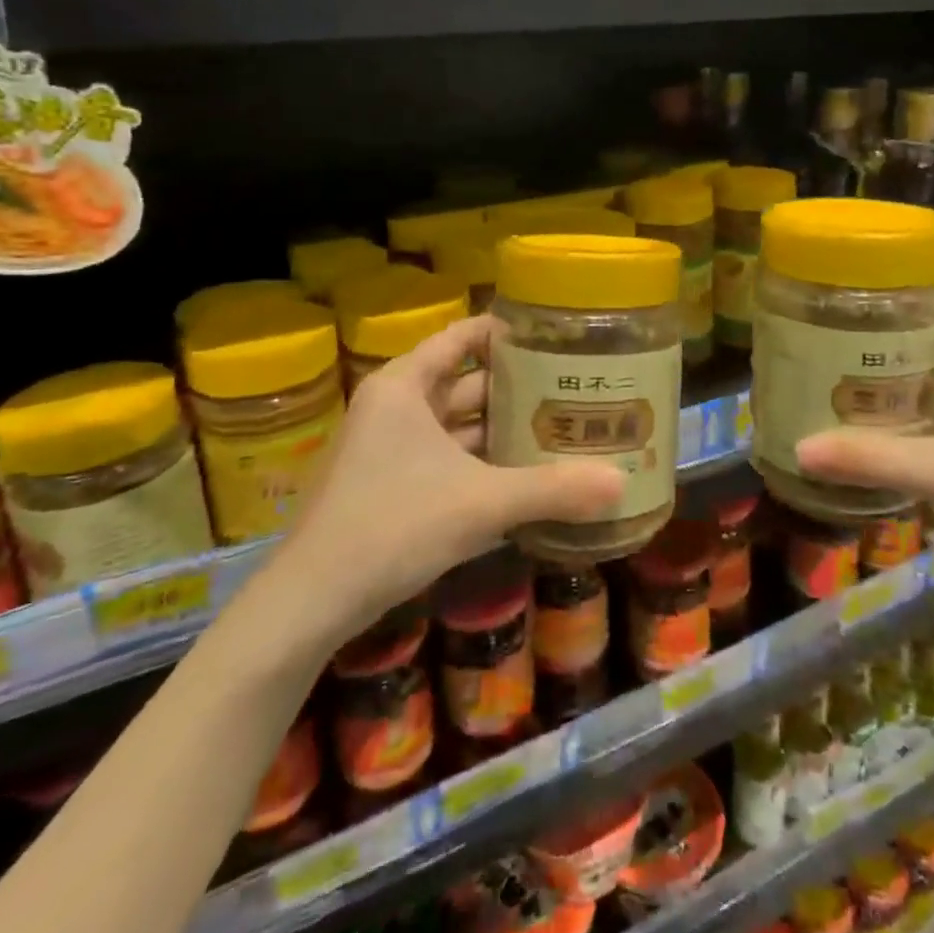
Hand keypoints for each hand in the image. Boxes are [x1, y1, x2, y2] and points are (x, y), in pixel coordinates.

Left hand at [272, 315, 624, 629]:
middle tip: (572, 385)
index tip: (553, 334)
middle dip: (515, 385)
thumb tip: (622, 483)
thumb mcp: (481, 502)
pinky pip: (446, 456)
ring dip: (500, 428)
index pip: (462, 337)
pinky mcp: (389, 483)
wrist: (312, 601)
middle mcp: (394, 406)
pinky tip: (523, 473)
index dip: (505, 331)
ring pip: (456, 423)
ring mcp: (388, 447)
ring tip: (559, 426)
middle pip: (465, 380)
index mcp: (405, 386)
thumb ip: (552, 490)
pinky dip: (481, 461)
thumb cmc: (393, 525)